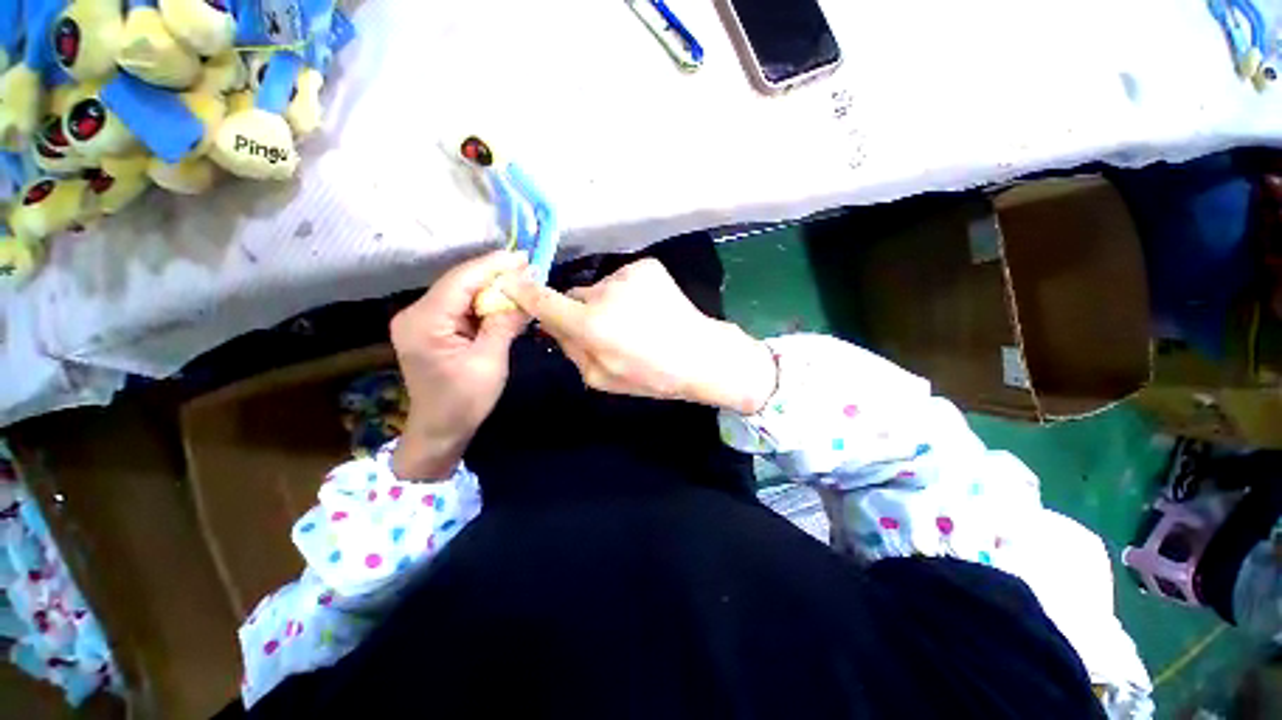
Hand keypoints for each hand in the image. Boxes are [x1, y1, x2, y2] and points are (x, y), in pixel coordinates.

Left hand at [390, 250, 529, 479]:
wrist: (440, 429)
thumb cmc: (464, 401)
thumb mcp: (490, 361)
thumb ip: (505, 323)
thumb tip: (526, 294)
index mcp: (425, 322)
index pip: (461, 281)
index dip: (494, 265)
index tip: (524, 257)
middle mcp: (416, 313)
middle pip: (460, 283)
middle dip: (495, 275)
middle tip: (529, 269)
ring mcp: (421, 320)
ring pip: (462, 292)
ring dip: (492, 288)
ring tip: (523, 281)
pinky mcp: (431, 328)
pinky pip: (461, 306)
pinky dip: (485, 302)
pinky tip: (505, 301)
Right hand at [502, 258, 777, 413]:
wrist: (701, 355)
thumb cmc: (652, 376)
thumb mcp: (601, 378)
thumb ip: (571, 350)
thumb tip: (554, 327)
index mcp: (590, 324)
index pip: (542, 300)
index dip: (522, 292)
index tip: (509, 283)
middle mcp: (604, 292)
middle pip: (574, 296)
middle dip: (579, 311)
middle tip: (604, 330)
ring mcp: (627, 274)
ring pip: (600, 289)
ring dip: (606, 303)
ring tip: (634, 323)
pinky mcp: (647, 266)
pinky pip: (623, 281)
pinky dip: (627, 294)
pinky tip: (648, 311)